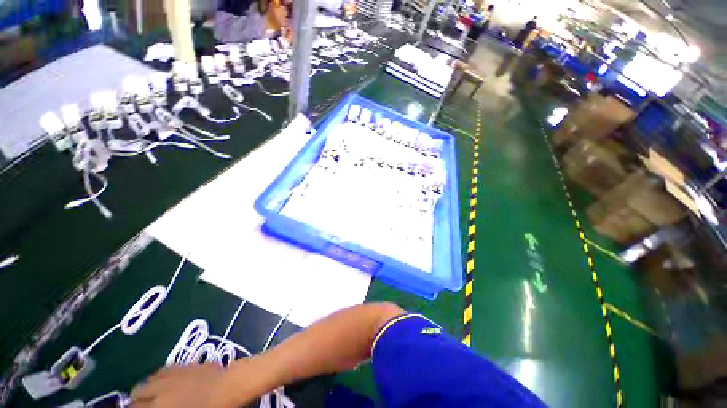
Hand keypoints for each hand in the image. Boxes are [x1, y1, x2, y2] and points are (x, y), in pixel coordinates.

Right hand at [130, 364, 236, 407]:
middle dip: (136, 399)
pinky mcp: (186, 364)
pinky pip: (164, 369)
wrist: (229, 386)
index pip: (135, 407)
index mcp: (159, 405)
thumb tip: (156, 406)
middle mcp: (161, 387)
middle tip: (139, 405)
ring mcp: (173, 373)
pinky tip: (161, 380)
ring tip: (148, 393)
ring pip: (149, 378)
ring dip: (146, 386)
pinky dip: (159, 375)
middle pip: (138, 391)